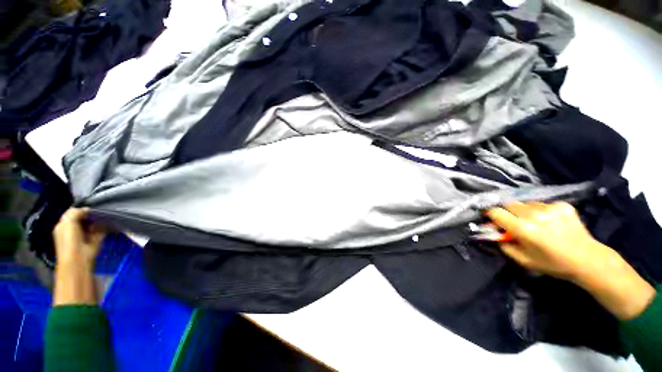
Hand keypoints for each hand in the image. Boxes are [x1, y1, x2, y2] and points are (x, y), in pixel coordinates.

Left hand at [53, 208, 105, 267]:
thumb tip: (86, 209)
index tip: (88, 208)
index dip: (80, 210)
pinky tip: (106, 223)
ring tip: (102, 217)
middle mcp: (73, 230)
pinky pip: (101, 230)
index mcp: (64, 226)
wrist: (79, 258)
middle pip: (83, 218)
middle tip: (95, 213)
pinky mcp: (96, 239)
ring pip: (93, 223)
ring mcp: (85, 235)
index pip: (72, 214)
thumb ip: (75, 212)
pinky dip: (104, 226)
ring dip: (97, 220)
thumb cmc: (70, 240)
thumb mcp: (68, 222)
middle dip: (90, 215)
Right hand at [487, 202, 655, 320]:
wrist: (588, 259)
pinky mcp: (563, 205)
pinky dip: (540, 211)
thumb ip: (504, 246)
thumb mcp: (524, 261)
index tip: (489, 217)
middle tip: (512, 221)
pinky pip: (542, 204)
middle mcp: (535, 215)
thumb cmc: (553, 264)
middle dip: (507, 211)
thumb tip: (493, 234)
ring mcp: (551, 208)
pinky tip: (550, 221)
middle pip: (509, 204)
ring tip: (534, 222)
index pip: (496, 212)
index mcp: (524, 229)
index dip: (490, 214)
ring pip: (526, 203)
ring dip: (524, 211)